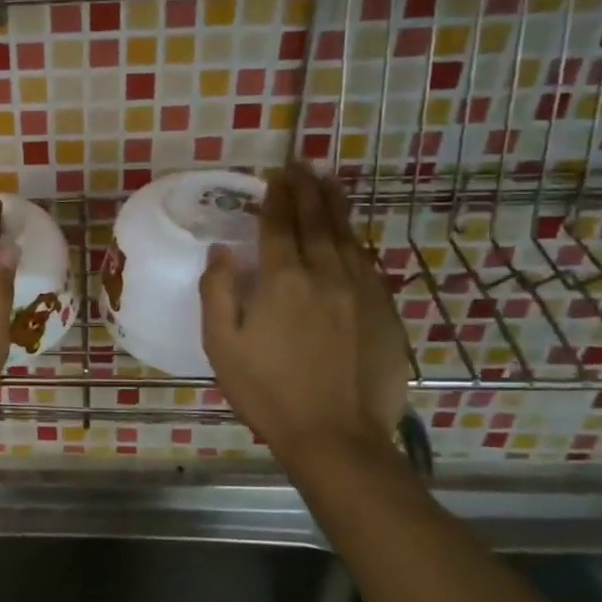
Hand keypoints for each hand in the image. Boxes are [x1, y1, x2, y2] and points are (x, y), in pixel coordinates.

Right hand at [201, 164, 411, 460]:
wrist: (337, 436)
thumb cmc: (268, 392)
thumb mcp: (221, 346)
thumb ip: (217, 292)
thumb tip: (221, 252)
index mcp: (283, 281)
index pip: (279, 225)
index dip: (276, 197)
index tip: (275, 174)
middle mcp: (326, 275)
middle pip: (317, 221)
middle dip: (307, 189)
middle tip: (302, 165)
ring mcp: (361, 292)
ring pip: (347, 237)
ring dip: (335, 206)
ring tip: (328, 182)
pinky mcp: (384, 312)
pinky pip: (367, 264)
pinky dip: (354, 241)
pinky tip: (350, 236)